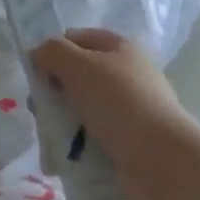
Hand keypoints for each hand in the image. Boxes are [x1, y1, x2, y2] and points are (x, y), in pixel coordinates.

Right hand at [32, 30, 196, 199]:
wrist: (162, 161)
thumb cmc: (119, 103)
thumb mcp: (78, 66)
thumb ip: (52, 52)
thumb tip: (37, 54)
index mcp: (121, 47)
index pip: (76, 38)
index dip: (53, 51)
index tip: (37, 74)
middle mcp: (129, 74)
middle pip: (79, 75)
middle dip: (56, 90)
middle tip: (40, 109)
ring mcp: (132, 110)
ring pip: (85, 108)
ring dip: (65, 120)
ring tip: (52, 137)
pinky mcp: (132, 142)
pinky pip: (96, 137)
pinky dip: (80, 144)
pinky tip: (68, 156)